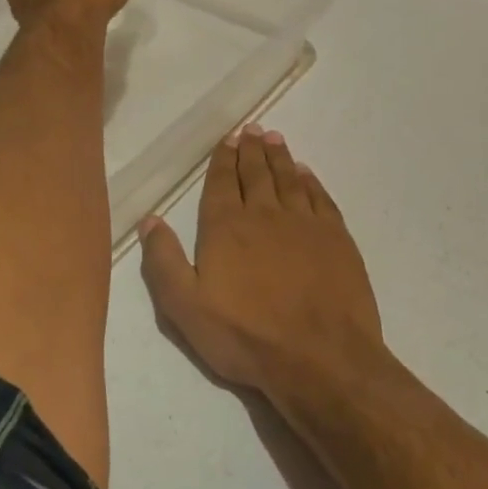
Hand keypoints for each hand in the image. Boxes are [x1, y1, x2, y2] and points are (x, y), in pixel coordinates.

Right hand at [139, 126, 382, 394]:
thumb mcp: (186, 308)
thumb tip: (151, 219)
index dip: (222, 160)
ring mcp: (304, 224)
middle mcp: (264, 214)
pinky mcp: (336, 238)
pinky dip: (311, 181)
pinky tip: (306, 173)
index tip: (227, 139)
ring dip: (279, 157)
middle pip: (256, 173)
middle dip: (250, 149)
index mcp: (225, 227)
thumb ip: (163, 261)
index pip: (221, 183)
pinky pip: (320, 198)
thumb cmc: (246, 336)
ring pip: (288, 179)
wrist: (321, 358)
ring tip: (274, 138)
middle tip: (251, 129)